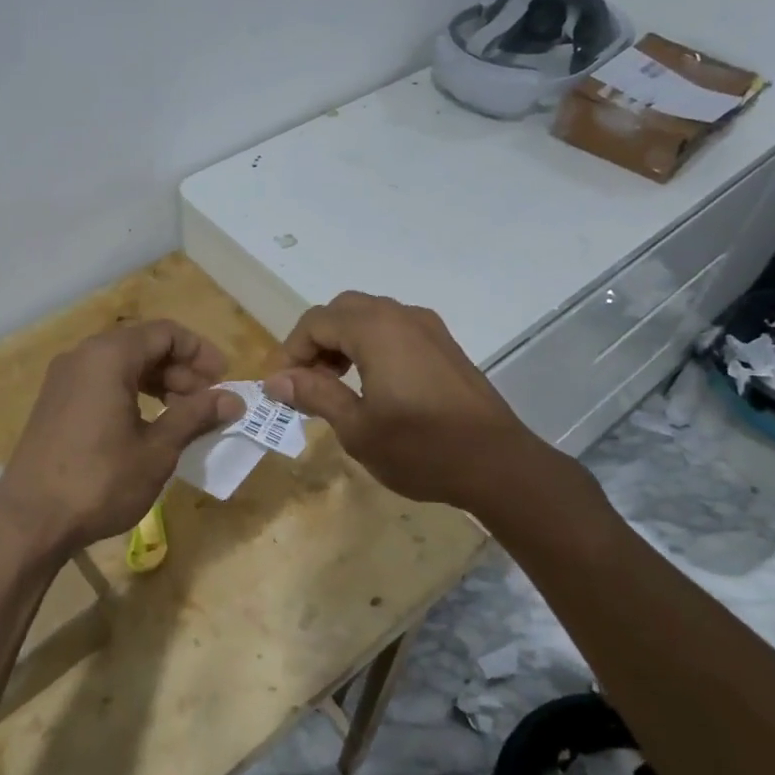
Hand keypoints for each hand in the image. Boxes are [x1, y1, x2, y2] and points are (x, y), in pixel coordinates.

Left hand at [0, 320, 242, 556]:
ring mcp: (64, 379)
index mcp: (109, 356)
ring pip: (122, 365)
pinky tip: (147, 426)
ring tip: (182, 416)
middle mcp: (83, 356)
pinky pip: (102, 382)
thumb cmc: (100, 480)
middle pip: (143, 345)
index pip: (166, 333)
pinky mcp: (55, 403)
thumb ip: (195, 416)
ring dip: (158, 383)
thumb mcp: (157, 450)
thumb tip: (233, 400)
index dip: (200, 352)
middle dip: (181, 370)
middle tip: (207, 403)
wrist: (29, 521)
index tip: (223, 380)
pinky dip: (132, 394)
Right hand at [264, 292, 538, 510]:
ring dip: (343, 342)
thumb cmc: (421, 448)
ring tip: (334, 385)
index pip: (316, 322)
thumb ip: (315, 394)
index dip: (291, 351)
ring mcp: (428, 328)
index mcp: (376, 330)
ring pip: (370, 316)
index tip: (281, 388)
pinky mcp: (444, 345)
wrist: (498, 464)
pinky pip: (394, 329)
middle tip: (306, 382)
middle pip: (342, 311)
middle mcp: (401, 316)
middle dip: (316, 341)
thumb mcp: (358, 428)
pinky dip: (370, 345)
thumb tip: (276, 380)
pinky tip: (371, 384)